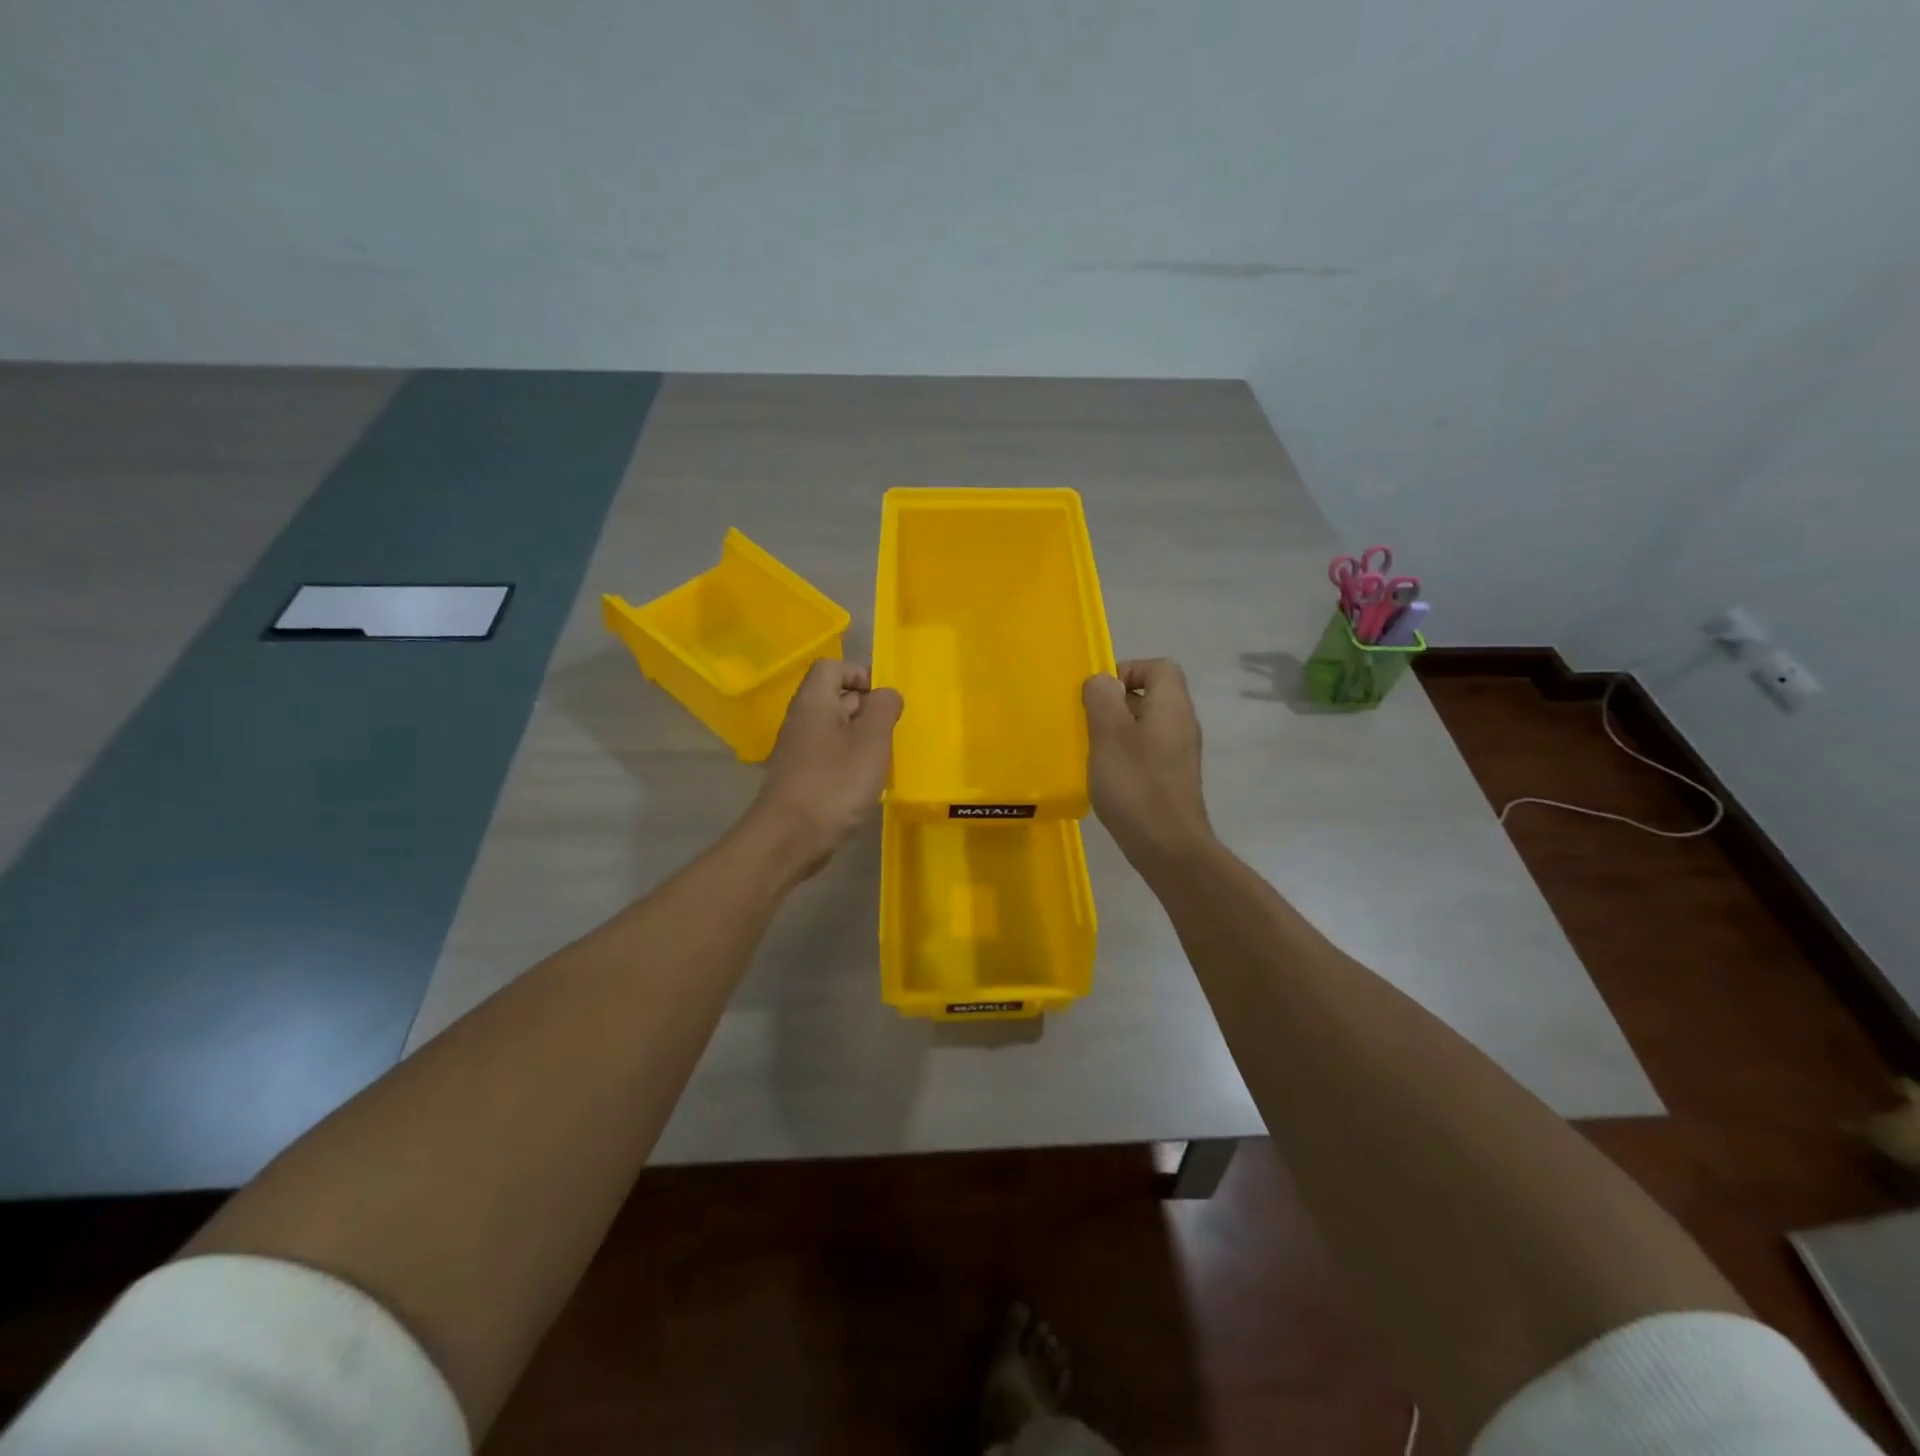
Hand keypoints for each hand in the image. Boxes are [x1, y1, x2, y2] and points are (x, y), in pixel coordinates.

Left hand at [747, 659, 902, 881]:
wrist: (790, 838)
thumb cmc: (835, 783)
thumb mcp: (871, 740)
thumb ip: (883, 709)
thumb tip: (886, 694)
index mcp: (814, 701)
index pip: (832, 666)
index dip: (860, 674)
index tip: (883, 702)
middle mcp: (801, 719)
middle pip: (835, 697)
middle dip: (866, 709)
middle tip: (889, 734)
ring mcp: (798, 750)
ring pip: (835, 729)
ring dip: (861, 740)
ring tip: (881, 761)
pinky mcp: (801, 776)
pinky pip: (829, 756)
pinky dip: (849, 763)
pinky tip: (864, 785)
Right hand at [1082, 659, 1214, 869]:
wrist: (1168, 846)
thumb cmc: (1135, 784)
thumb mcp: (1109, 734)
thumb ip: (1103, 698)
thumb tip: (1103, 681)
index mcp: (1172, 705)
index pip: (1158, 667)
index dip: (1128, 670)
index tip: (1100, 695)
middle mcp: (1182, 723)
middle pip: (1152, 694)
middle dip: (1116, 703)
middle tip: (1090, 723)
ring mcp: (1180, 752)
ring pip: (1146, 725)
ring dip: (1118, 731)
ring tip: (1094, 750)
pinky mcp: (1174, 777)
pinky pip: (1148, 750)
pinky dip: (1126, 754)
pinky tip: (1108, 776)